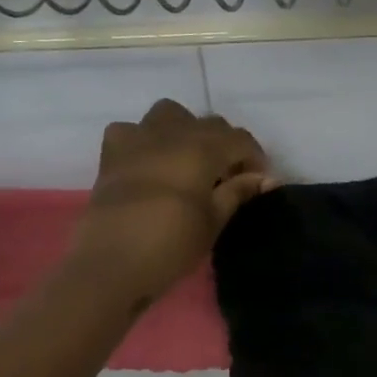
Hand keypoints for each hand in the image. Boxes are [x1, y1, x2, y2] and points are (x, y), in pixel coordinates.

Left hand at [72, 99, 274, 301]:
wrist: (111, 263)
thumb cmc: (171, 244)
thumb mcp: (213, 221)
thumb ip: (239, 192)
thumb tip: (266, 178)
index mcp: (204, 148)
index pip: (240, 139)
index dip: (254, 158)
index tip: (258, 181)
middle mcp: (173, 132)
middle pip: (210, 124)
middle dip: (224, 145)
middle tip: (227, 177)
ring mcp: (138, 138)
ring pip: (170, 114)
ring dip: (185, 130)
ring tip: (188, 160)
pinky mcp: (112, 152)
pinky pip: (132, 129)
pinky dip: (143, 139)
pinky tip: (147, 162)